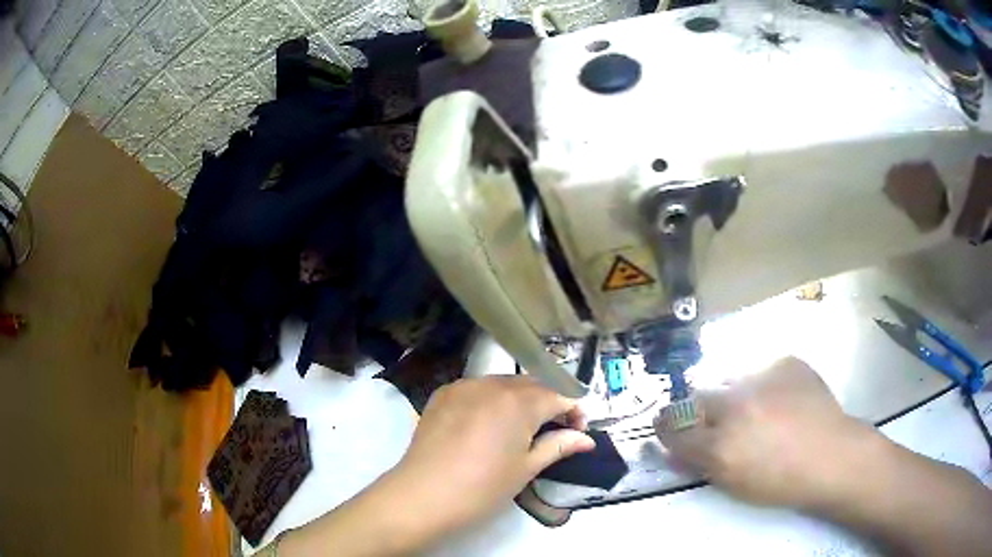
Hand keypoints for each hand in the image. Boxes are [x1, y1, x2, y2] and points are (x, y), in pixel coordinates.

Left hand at [392, 376, 594, 533]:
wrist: (423, 495)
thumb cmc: (482, 488)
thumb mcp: (526, 469)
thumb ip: (558, 446)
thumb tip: (587, 439)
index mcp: (519, 402)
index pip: (558, 395)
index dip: (574, 411)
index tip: (578, 432)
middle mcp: (492, 384)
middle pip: (532, 385)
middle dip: (549, 403)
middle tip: (554, 431)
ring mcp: (464, 386)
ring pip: (504, 384)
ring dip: (520, 400)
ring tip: (521, 429)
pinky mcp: (443, 394)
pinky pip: (477, 388)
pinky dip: (492, 400)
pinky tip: (488, 424)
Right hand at [656, 357, 874, 509]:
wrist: (831, 455)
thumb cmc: (781, 482)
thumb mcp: (733, 484)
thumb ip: (700, 463)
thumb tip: (676, 449)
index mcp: (720, 446)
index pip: (674, 429)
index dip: (666, 428)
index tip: (665, 427)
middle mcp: (735, 407)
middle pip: (697, 399)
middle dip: (698, 410)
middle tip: (717, 421)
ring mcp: (763, 378)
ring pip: (731, 381)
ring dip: (734, 396)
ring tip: (758, 411)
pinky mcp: (786, 362)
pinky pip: (764, 370)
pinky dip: (766, 385)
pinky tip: (783, 400)